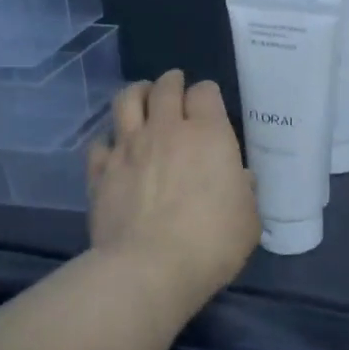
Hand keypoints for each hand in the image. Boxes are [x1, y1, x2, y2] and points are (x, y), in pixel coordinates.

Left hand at [88, 70, 258, 312]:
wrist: (149, 267)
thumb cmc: (212, 243)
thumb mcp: (248, 220)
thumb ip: (244, 192)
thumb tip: (239, 179)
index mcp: (208, 135)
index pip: (205, 93)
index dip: (207, 95)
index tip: (208, 104)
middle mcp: (165, 130)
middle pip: (165, 87)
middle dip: (172, 82)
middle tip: (174, 87)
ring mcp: (128, 148)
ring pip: (126, 100)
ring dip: (136, 93)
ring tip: (141, 97)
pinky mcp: (100, 171)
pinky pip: (99, 142)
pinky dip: (108, 140)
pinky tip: (113, 148)